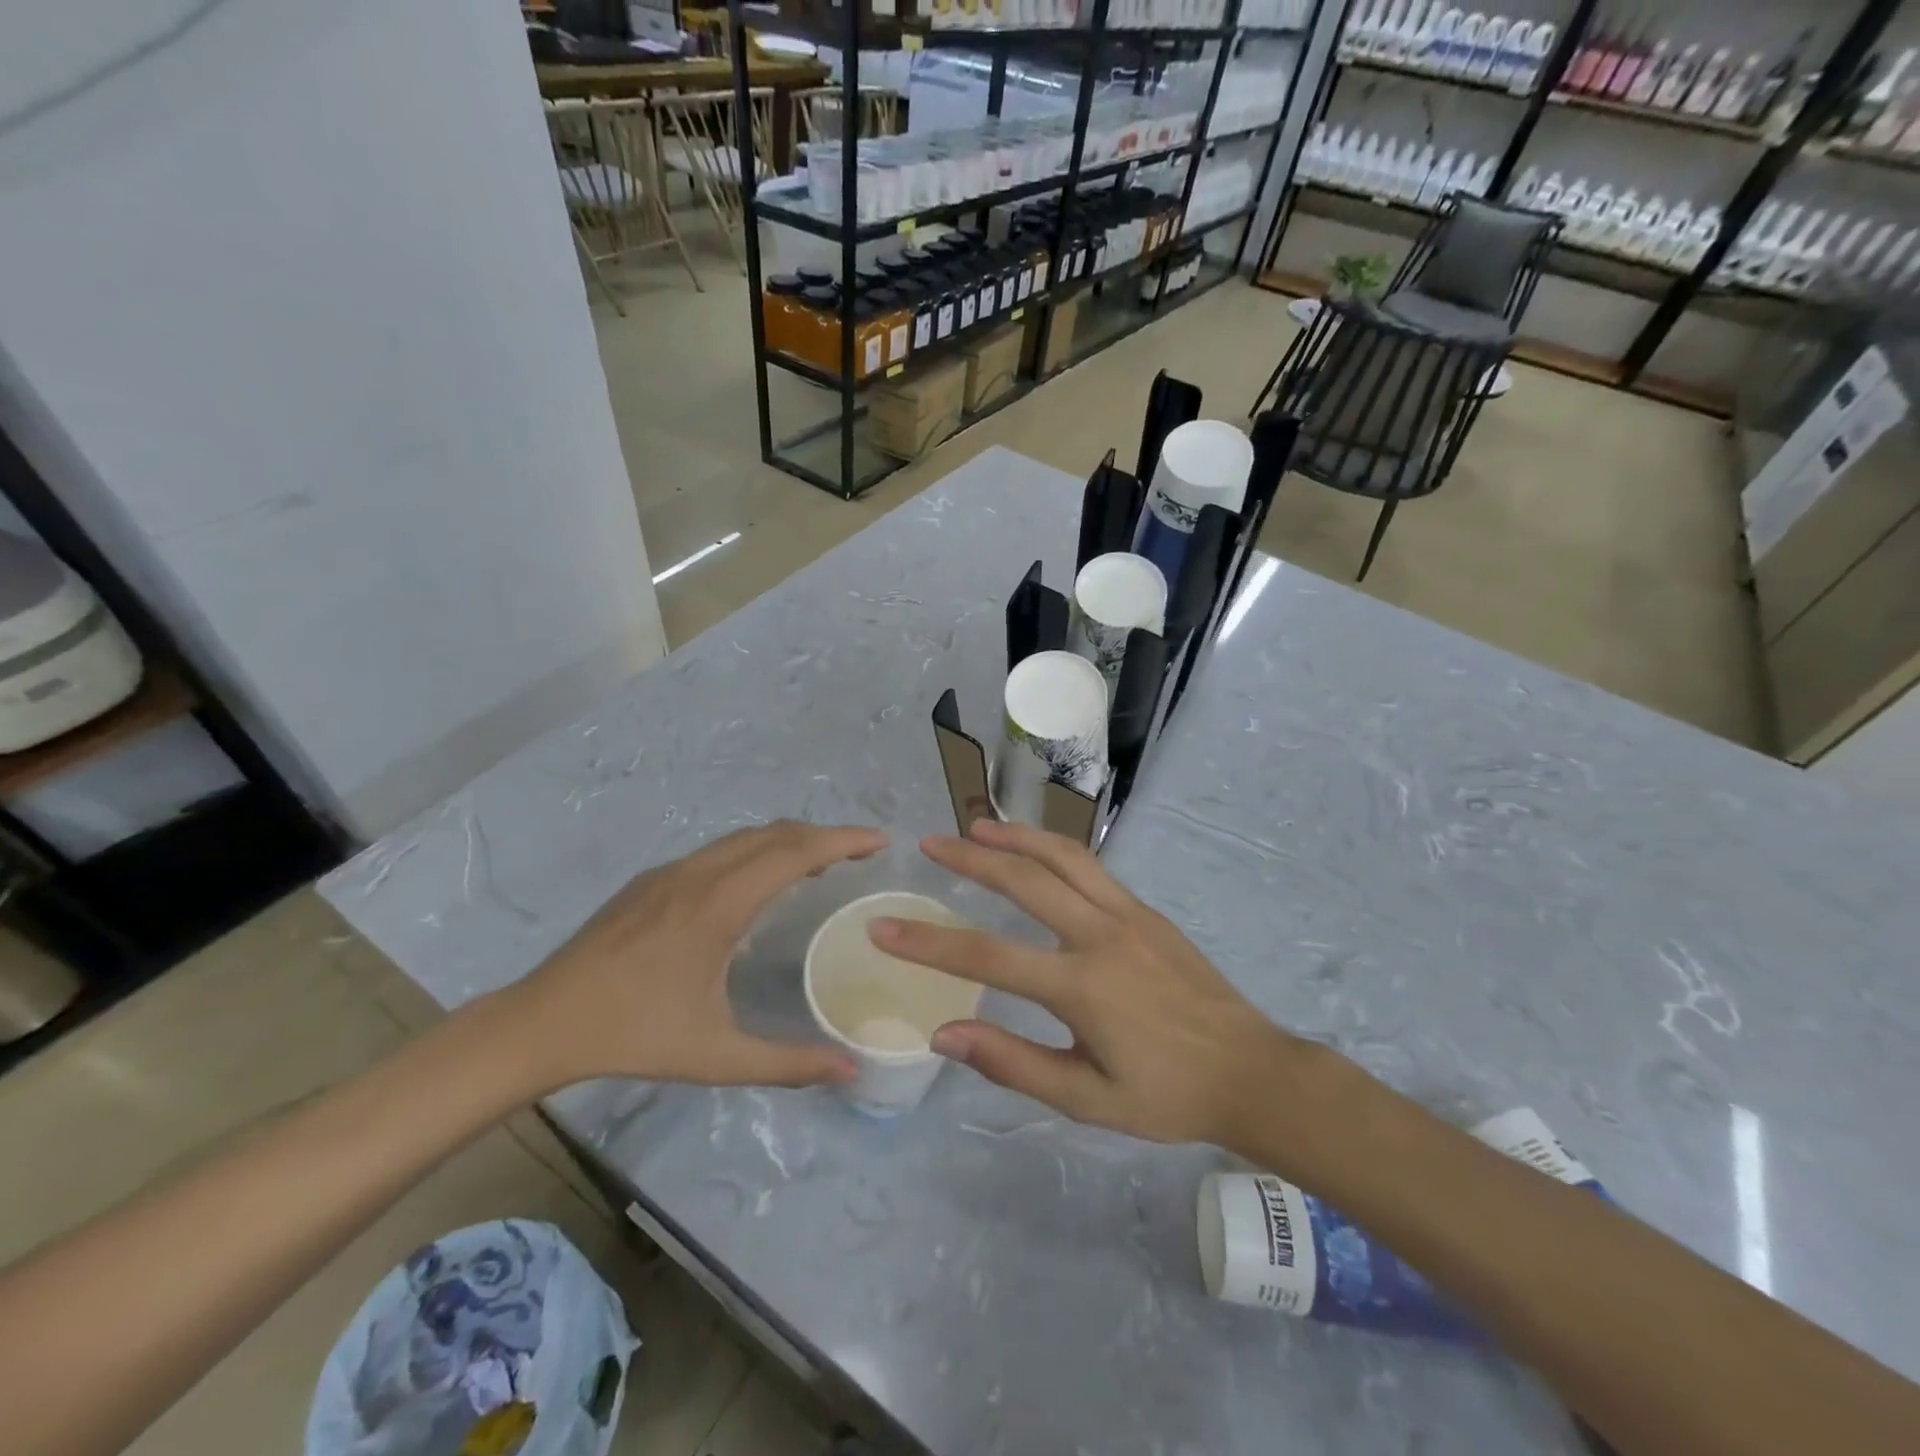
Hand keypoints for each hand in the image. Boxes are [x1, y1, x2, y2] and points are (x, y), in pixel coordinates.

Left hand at [512, 821, 886, 1090]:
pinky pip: (720, 851)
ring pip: (745, 838)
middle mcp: (698, 873)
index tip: (881, 841)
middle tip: (861, 855)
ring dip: (790, 842)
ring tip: (822, 865)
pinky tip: (760, 883)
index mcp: (719, 904)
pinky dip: (758, 852)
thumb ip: (787, 1064)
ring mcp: (671, 871)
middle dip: (824, 835)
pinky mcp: (652, 880)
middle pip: (775, 833)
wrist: (541, 1021)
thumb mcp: (715, 1056)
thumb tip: (850, 1071)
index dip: (843, 840)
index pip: (795, 852)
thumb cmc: (633, 1035)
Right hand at [871, 819, 1331, 1149]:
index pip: (986, 957)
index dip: (928, 943)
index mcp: (1081, 986)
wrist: (1250, 1072)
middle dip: (970, 857)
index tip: (884, 928)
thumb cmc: (1166, 1095)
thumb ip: (1013, 1063)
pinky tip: (1034, 850)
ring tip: (978, 825)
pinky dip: (1053, 848)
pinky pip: (1090, 866)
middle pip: (1023, 879)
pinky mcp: (1145, 909)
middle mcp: (1100, 934)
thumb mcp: (1086, 1099)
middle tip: (930, 843)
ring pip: (1061, 856)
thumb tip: (944, 1033)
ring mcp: (1127, 913)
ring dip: (1015, 835)